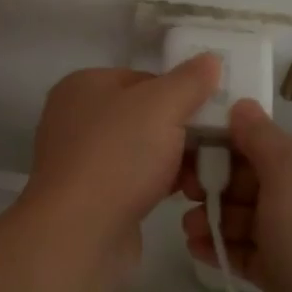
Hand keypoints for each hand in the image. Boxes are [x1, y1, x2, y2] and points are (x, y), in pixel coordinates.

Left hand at [22, 55, 222, 251]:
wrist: (79, 232)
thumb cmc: (119, 156)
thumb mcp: (162, 106)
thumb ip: (189, 80)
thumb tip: (210, 59)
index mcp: (84, 85)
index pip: (145, 78)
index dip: (181, 94)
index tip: (211, 114)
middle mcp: (76, 117)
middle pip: (145, 115)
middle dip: (182, 132)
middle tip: (215, 147)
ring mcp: (80, 159)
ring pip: (142, 150)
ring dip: (176, 161)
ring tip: (203, 177)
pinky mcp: (90, 195)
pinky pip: (133, 179)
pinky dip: (158, 184)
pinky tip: (184, 194)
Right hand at [182, 100, 291, 291]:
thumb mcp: (289, 171)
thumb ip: (259, 137)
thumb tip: (241, 104)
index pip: (266, 144)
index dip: (227, 146)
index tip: (190, 153)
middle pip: (254, 181)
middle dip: (217, 186)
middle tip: (183, 195)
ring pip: (249, 219)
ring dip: (216, 219)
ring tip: (187, 229)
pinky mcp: (290, 276)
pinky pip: (250, 253)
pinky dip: (224, 249)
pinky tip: (196, 250)